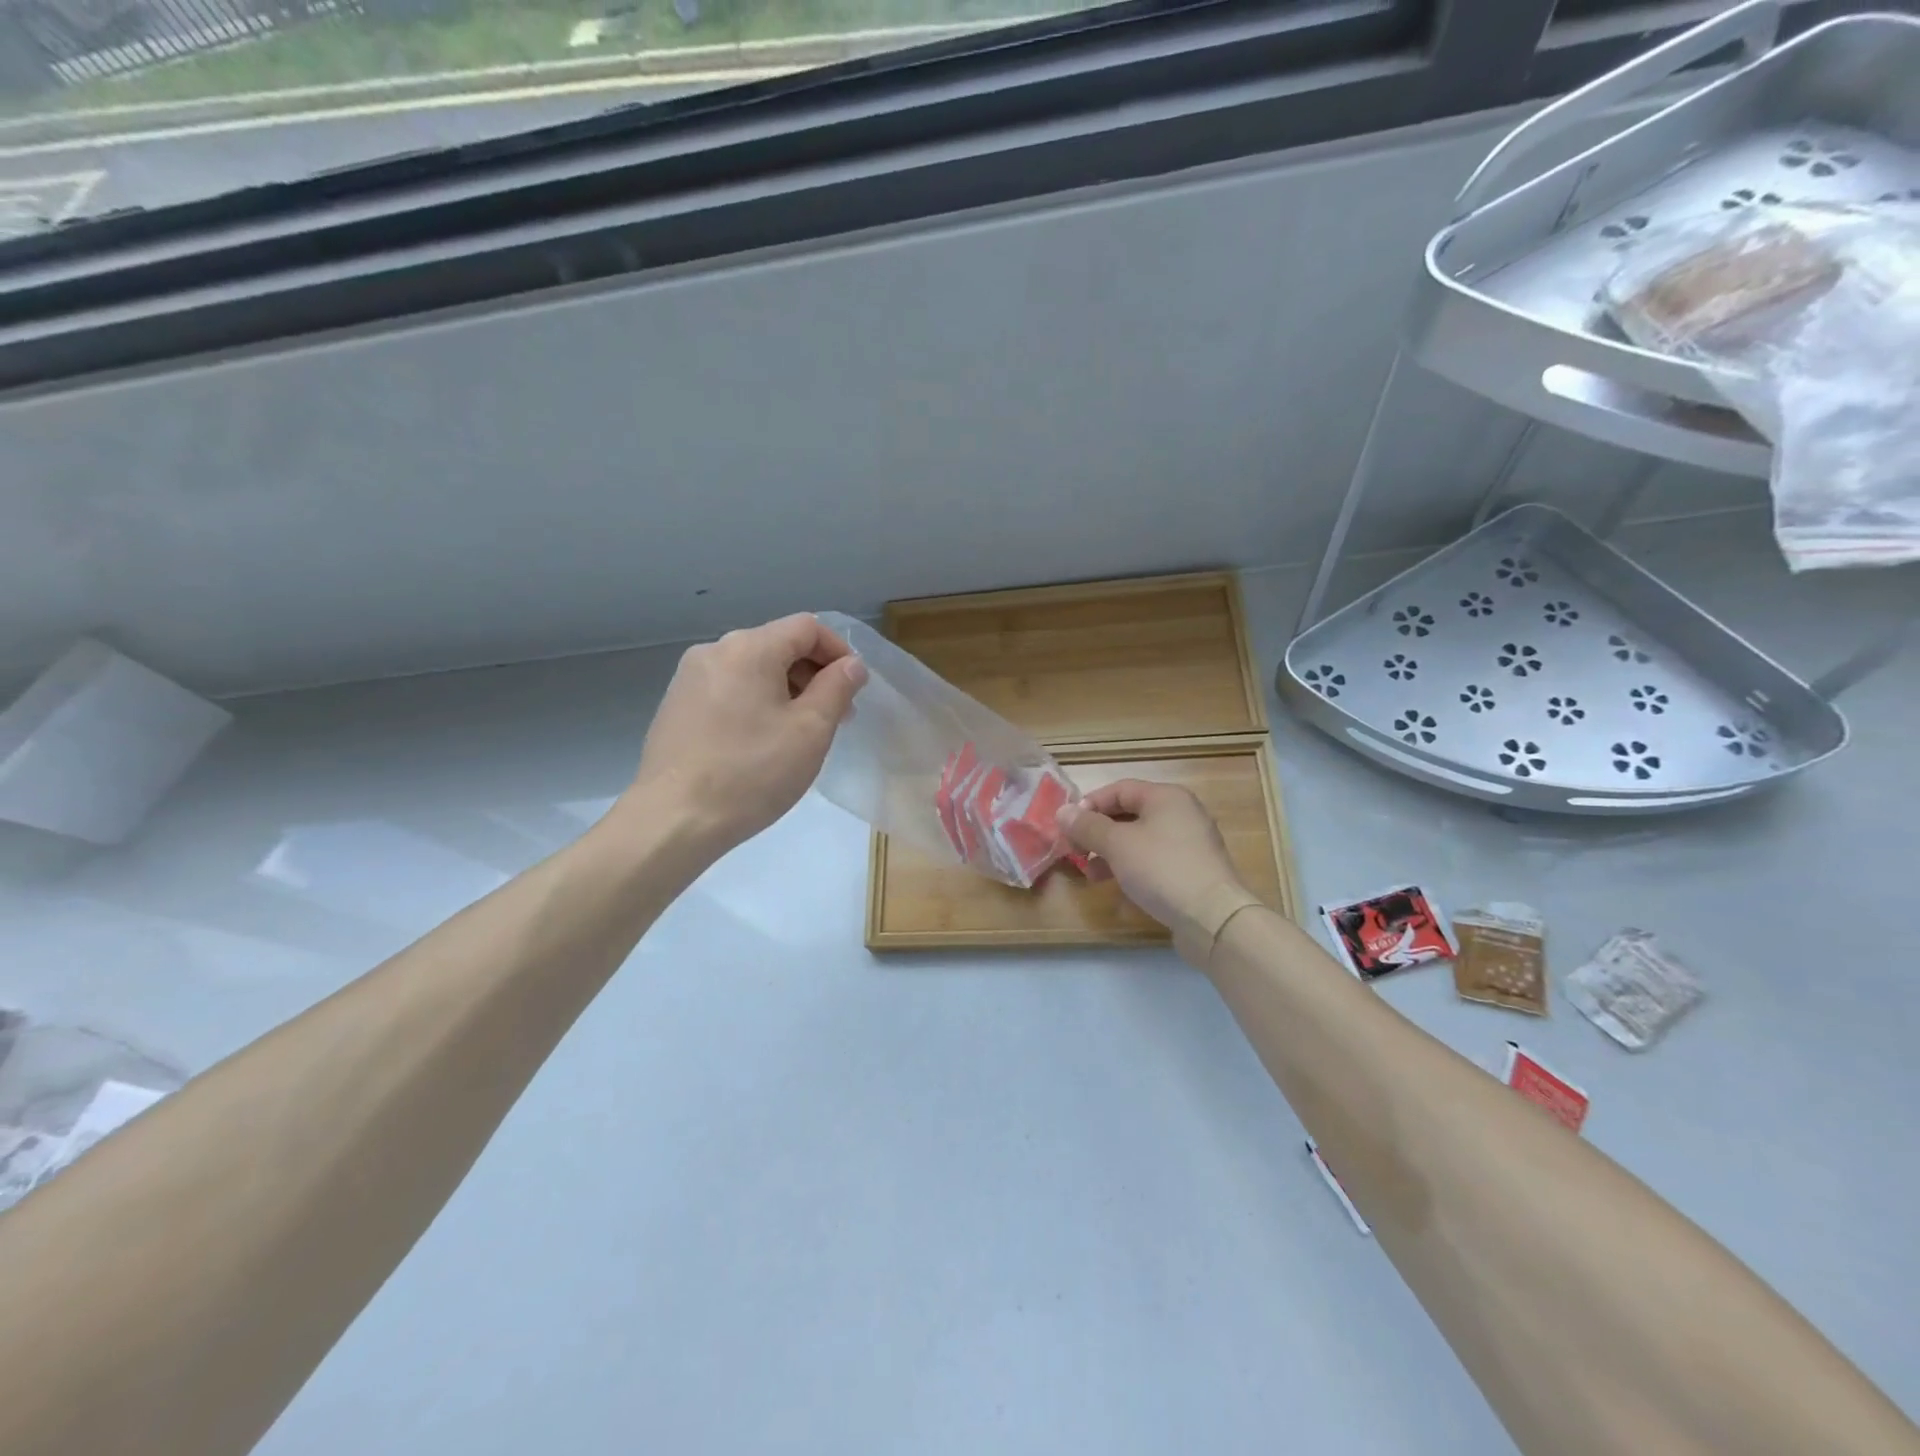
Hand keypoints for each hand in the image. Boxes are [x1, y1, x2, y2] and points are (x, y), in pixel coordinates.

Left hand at [629, 614, 867, 856]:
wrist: (674, 820)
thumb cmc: (752, 772)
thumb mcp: (811, 730)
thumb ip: (837, 687)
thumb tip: (851, 664)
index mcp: (749, 648)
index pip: (807, 627)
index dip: (839, 650)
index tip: (853, 689)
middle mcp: (714, 651)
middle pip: (778, 645)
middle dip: (813, 675)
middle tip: (834, 718)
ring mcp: (689, 679)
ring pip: (753, 669)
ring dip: (786, 691)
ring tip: (799, 735)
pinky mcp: (676, 707)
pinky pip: (729, 691)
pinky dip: (755, 704)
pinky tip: (760, 745)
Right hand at [1056, 780, 1256, 952]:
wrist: (1213, 917)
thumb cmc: (1161, 869)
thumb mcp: (1117, 844)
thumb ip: (1088, 826)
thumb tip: (1062, 812)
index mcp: (1166, 797)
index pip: (1119, 789)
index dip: (1090, 804)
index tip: (1068, 827)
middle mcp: (1181, 813)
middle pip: (1130, 814)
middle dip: (1098, 832)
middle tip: (1076, 851)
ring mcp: (1190, 843)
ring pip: (1141, 839)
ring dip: (1111, 853)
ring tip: (1091, 874)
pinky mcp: (1193, 870)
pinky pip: (1155, 860)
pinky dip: (1132, 867)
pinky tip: (1118, 887)